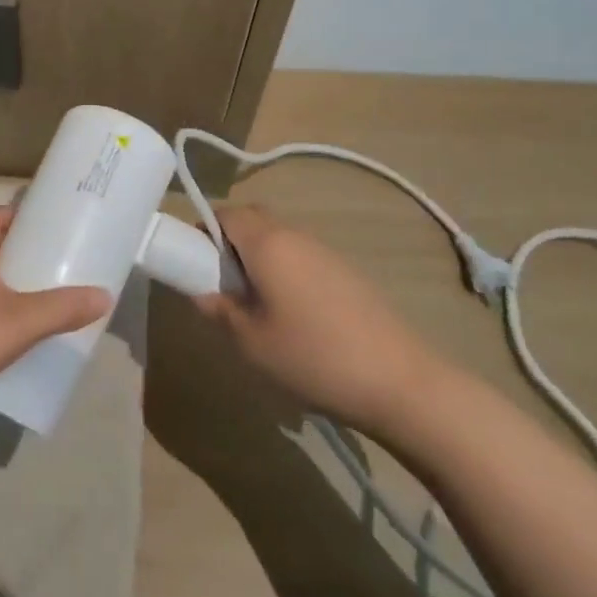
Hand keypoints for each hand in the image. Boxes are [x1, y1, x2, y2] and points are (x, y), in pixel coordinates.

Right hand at [194, 205, 445, 431]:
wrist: (402, 383)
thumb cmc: (314, 357)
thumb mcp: (251, 342)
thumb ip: (219, 309)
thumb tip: (202, 292)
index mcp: (267, 242)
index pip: (224, 213)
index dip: (202, 231)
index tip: (194, 264)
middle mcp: (296, 235)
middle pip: (252, 220)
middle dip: (229, 243)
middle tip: (222, 284)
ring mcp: (326, 252)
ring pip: (278, 239)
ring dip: (259, 259)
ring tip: (256, 307)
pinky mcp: (348, 273)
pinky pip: (302, 258)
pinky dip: (286, 272)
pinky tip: (294, 318)